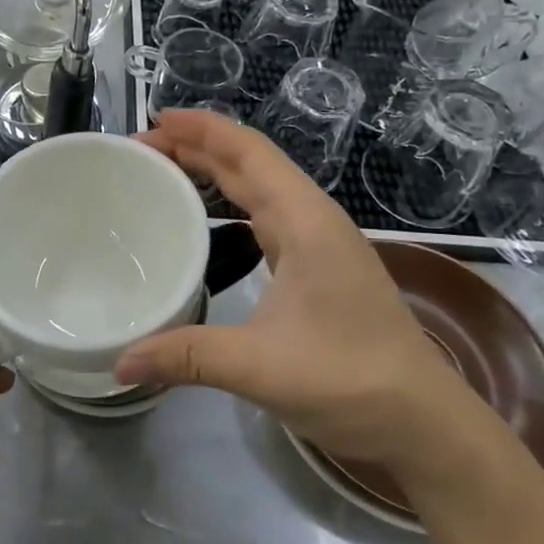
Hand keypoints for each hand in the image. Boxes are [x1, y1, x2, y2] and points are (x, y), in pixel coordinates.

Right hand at [115, 109, 470, 469]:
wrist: (424, 423)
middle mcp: (312, 220)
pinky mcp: (318, 266)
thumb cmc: (350, 380)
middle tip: (140, 149)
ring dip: (213, 171)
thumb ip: (186, 357)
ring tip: (163, 170)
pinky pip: (264, 214)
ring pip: (258, 187)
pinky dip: (229, 202)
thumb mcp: (260, 366)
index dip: (202, 128)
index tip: (155, 120)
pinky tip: (205, 218)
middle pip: (249, 163)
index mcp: (305, 221)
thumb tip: (120, 362)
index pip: (248, 153)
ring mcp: (318, 242)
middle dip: (196, 146)